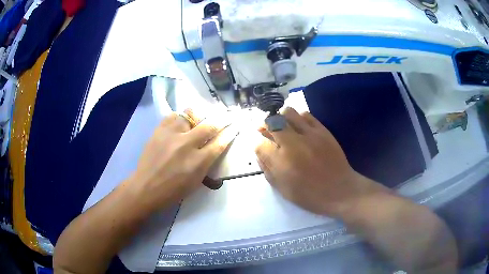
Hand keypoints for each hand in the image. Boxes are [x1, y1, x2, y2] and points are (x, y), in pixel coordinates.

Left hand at [133, 109, 236, 211]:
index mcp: (198, 162)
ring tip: (198, 119)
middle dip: (221, 120)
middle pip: (209, 125)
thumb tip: (214, 146)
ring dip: (198, 117)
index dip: (230, 133)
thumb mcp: (196, 181)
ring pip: (190, 115)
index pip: (220, 143)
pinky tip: (180, 122)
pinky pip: (173, 116)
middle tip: (226, 116)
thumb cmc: (173, 190)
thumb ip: (207, 163)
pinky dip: (180, 118)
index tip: (235, 126)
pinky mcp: (159, 130)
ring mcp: (171, 135)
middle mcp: (186, 145)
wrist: (146, 187)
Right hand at [255, 107, 374, 216]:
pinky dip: (299, 118)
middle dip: (266, 127)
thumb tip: (259, 153)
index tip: (264, 149)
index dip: (259, 146)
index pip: (260, 145)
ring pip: (288, 113)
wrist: (340, 190)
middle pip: (271, 123)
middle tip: (268, 131)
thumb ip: (267, 169)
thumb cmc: (310, 195)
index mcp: (281, 162)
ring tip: (284, 127)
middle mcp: (292, 144)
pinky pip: (306, 115)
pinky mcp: (322, 130)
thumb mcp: (283, 189)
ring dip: (282, 118)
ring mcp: (309, 134)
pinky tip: (300, 127)